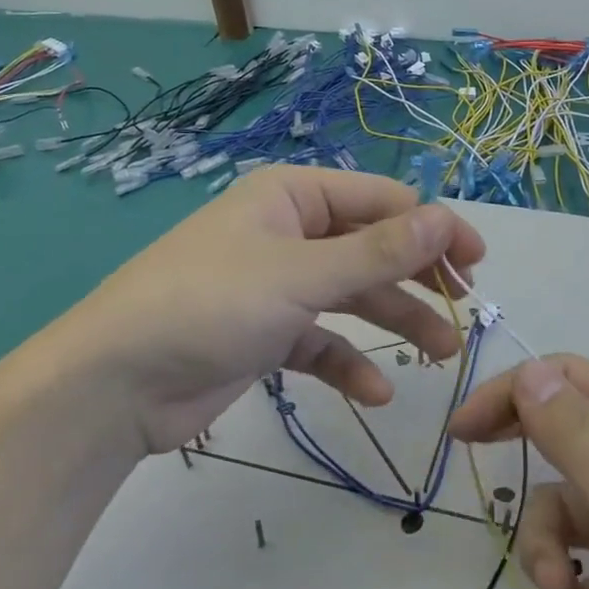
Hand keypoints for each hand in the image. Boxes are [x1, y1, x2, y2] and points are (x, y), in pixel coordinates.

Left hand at [29, 167, 484, 456]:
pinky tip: (375, 391)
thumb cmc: (210, 305)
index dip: (432, 227)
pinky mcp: (265, 334)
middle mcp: (288, 232)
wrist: (113, 385)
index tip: (475, 264)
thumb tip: (446, 219)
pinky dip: (348, 363)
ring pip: (353, 296)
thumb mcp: (302, 275)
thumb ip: (378, 251)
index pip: (381, 201)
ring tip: (442, 354)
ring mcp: (276, 285)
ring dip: (395, 322)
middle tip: (465, 307)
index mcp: (293, 197)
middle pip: (371, 247)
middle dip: (418, 276)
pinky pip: (321, 341)